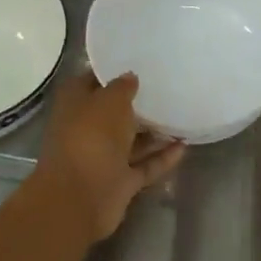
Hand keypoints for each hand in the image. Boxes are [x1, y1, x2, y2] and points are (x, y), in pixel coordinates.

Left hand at [33, 72, 185, 241]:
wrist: (79, 198)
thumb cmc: (91, 137)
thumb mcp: (109, 100)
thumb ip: (123, 87)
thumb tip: (131, 77)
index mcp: (76, 103)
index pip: (94, 80)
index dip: (114, 72)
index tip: (140, 62)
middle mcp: (88, 128)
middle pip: (114, 112)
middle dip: (137, 102)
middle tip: (168, 86)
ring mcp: (104, 157)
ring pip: (132, 140)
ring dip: (154, 131)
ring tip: (181, 114)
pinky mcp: (120, 182)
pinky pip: (145, 165)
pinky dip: (162, 157)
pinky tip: (184, 146)